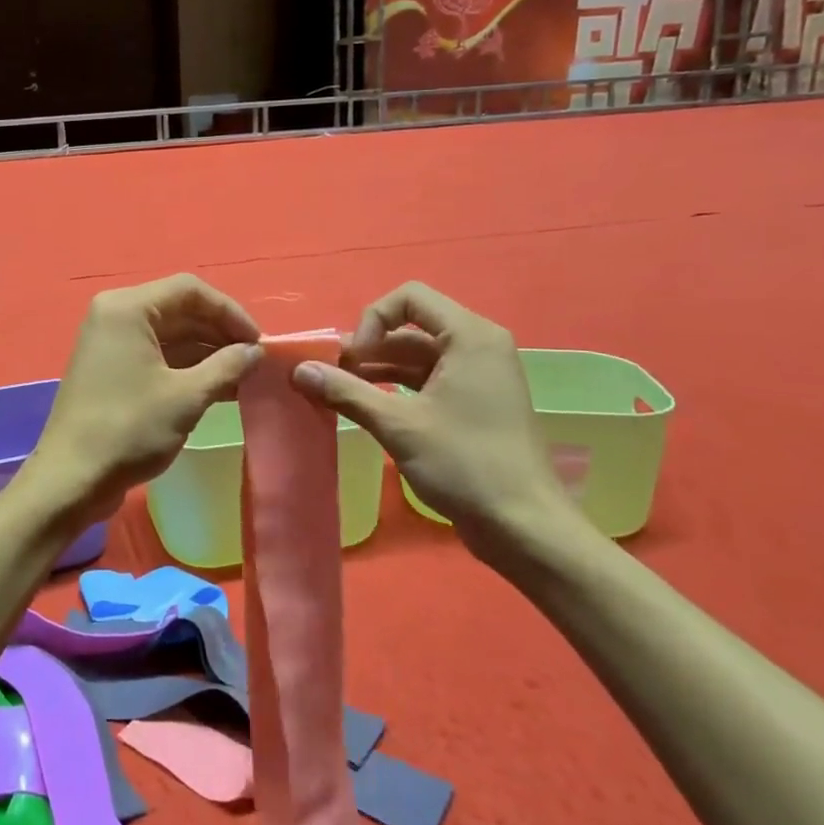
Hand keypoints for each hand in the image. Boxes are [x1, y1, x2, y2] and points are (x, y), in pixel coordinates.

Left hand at [29, 275, 261, 526]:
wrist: (72, 478)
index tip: (258, 342)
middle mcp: (115, 315)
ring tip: (243, 378)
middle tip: (254, 361)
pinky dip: (186, 368)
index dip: (230, 312)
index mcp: (127, 308)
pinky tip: (218, 388)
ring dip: (206, 353)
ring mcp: (110, 343)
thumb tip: (255, 351)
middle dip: (219, 333)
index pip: (190, 290)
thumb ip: (227, 366)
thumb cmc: (129, 429)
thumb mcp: (187, 396)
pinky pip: (155, 355)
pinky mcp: (110, 369)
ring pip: (169, 335)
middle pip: (179, 309)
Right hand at [290, 281, 586, 568]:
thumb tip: (298, 370)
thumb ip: (346, 391)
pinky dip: (396, 387)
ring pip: (416, 355)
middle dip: (367, 347)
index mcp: (469, 337)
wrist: (525, 527)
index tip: (353, 359)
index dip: (372, 320)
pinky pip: (427, 379)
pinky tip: (366, 406)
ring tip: (339, 392)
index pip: (409, 297)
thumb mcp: (398, 425)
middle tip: (332, 377)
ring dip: (377, 369)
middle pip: (410, 327)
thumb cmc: (465, 464)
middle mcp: (477, 346)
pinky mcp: (474, 403)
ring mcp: (478, 376)